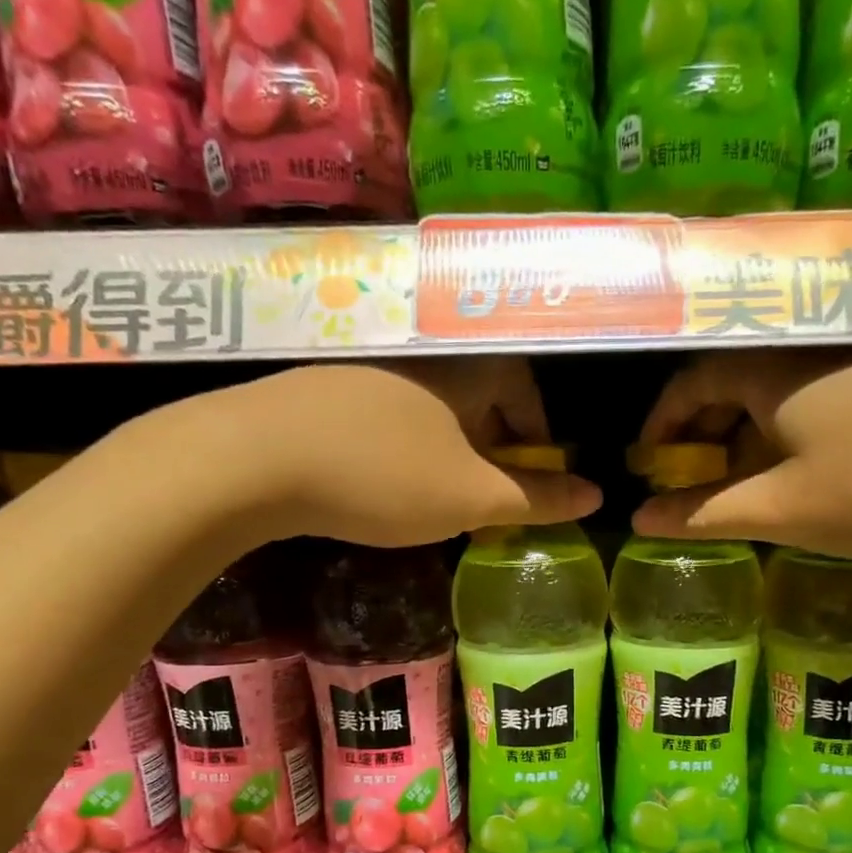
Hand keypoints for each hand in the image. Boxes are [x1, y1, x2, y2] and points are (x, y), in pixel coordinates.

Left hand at [128, 359, 598, 547]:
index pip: (525, 391)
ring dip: (452, 448)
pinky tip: (387, 479)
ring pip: (436, 406)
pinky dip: (409, 444)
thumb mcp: (472, 498)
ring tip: (441, 495)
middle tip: (490, 497)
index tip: (535, 481)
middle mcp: (425, 353)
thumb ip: (538, 499)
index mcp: (469, 368)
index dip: (538, 440)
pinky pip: (393, 411)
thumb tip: (598, 496)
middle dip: (496, 448)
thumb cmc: (384, 475)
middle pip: (482, 397)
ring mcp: (371, 364)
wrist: (253, 459)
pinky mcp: (328, 384)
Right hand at [632, 353, 851, 558]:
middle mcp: (808, 349)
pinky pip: (819, 395)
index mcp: (768, 371)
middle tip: (694, 481)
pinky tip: (811, 468)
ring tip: (748, 484)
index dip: (661, 426)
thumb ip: (704, 514)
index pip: (689, 383)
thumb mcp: (782, 510)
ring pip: (778, 392)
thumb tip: (639, 520)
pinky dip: (793, 430)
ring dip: (748, 435)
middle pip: (732, 383)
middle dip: (703, 433)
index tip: (649, 466)